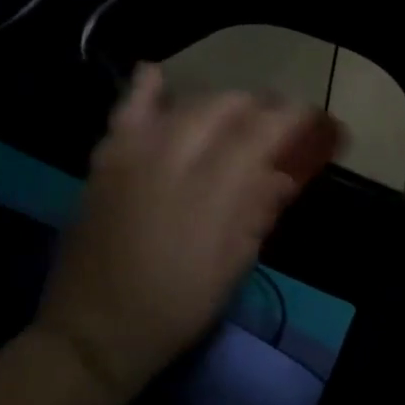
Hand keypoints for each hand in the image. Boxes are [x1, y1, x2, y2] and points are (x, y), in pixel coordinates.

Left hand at [37, 64, 326, 399]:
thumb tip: (282, 175)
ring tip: (232, 112)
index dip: (290, 119)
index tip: (310, 118)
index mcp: (211, 192)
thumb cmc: (173, 308)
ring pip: (183, 105)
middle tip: (273, 123)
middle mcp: (173, 159)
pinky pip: (126, 111)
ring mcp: (134, 154)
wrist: (94, 328)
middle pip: (223, 109)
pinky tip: (157, 75)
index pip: (259, 134)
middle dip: (256, 107)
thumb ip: (257, 212)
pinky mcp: (105, 159)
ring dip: (215, 102)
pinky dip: (145, 90)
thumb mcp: (231, 268)